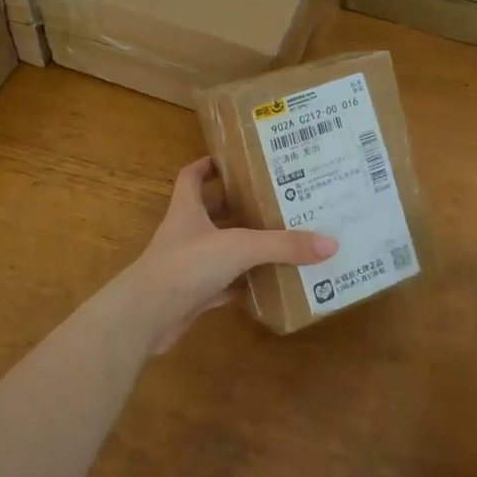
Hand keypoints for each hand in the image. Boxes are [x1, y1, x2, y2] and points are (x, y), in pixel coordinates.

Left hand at [115, 157, 335, 352]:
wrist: (146, 316)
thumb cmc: (186, 265)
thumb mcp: (239, 246)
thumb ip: (282, 245)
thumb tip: (330, 243)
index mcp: (187, 209)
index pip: (192, 176)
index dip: (208, 165)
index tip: (234, 160)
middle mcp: (185, 233)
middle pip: (210, 211)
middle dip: (237, 205)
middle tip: (272, 200)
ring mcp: (187, 265)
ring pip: (219, 248)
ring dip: (242, 245)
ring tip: (278, 238)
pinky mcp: (192, 294)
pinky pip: (222, 283)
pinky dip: (241, 283)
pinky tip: (265, 282)